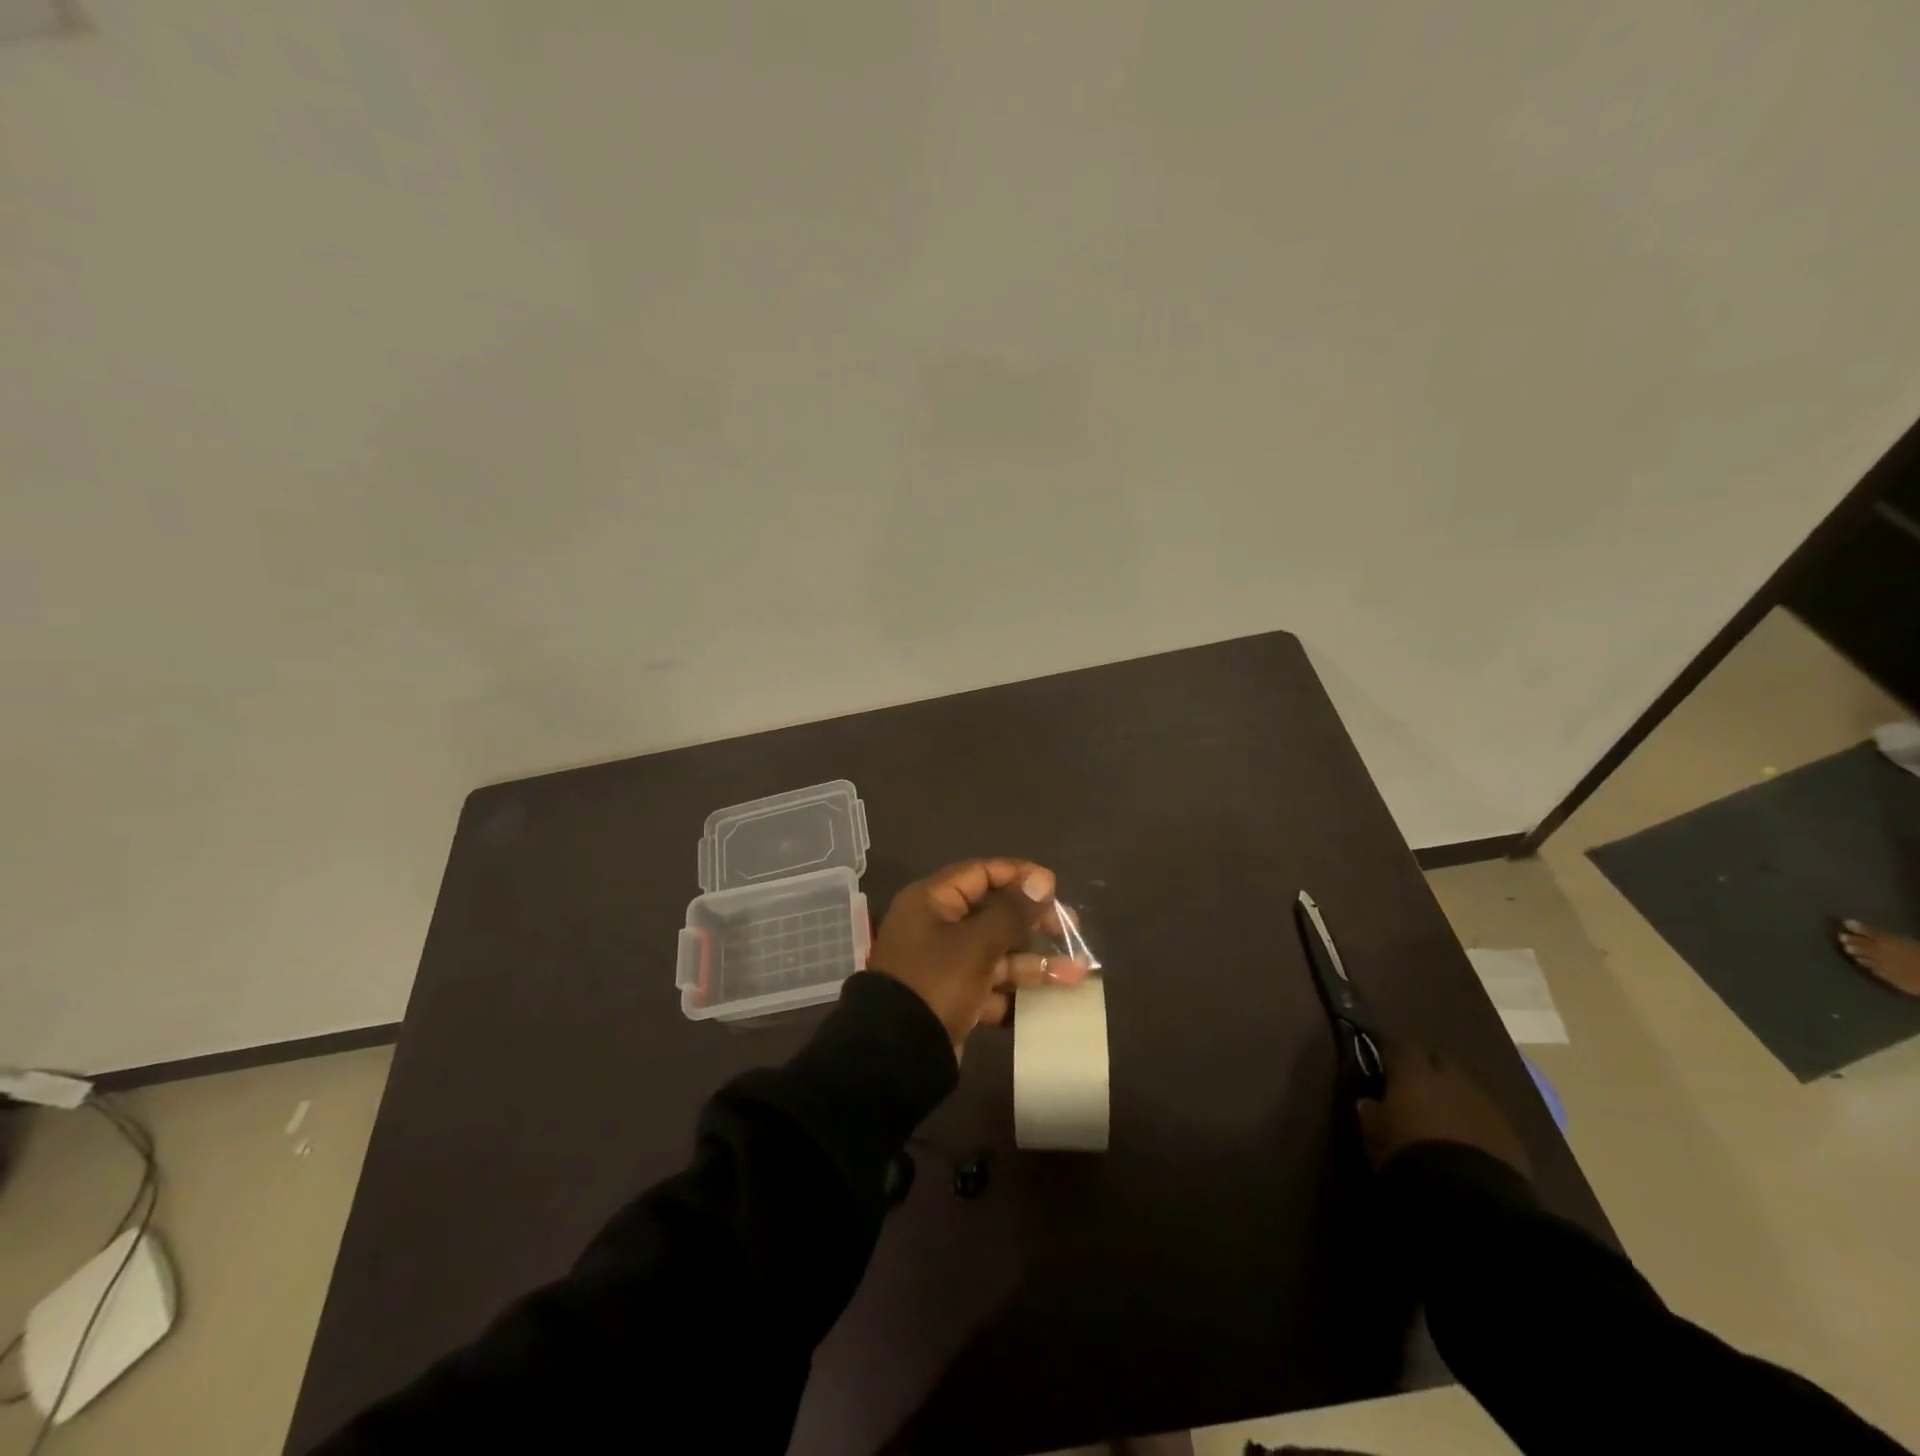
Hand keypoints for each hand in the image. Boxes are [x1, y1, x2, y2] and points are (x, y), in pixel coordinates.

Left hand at [868, 859, 1092, 1055]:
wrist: (898, 1054)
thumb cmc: (936, 982)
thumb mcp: (977, 944)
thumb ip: (1012, 912)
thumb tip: (1042, 880)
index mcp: (933, 901)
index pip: (981, 873)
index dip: (1019, 876)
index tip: (1054, 888)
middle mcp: (937, 926)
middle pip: (993, 913)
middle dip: (1034, 922)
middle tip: (1071, 930)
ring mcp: (945, 963)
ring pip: (997, 952)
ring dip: (1035, 962)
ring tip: (1077, 973)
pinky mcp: (954, 996)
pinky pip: (991, 985)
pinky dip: (1017, 992)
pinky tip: (1051, 999)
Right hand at [1355, 1041, 1531, 1177]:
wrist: (1470, 1197)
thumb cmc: (1409, 1153)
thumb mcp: (1373, 1132)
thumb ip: (1371, 1111)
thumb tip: (1369, 1101)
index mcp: (1413, 1070)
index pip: (1398, 1047)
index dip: (1389, 1057)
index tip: (1381, 1068)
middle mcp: (1450, 1077)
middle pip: (1437, 1062)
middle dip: (1426, 1071)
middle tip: (1412, 1091)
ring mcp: (1485, 1104)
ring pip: (1464, 1089)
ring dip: (1452, 1098)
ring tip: (1441, 1119)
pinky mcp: (1511, 1134)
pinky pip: (1485, 1118)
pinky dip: (1474, 1123)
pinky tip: (1466, 1142)